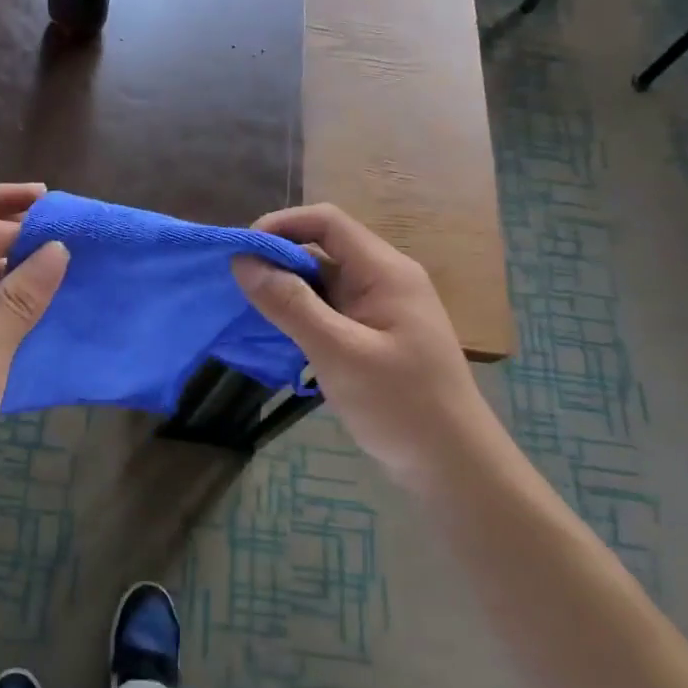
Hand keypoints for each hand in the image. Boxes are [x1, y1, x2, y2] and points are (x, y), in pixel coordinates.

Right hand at [232, 203, 496, 489]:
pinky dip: (299, 314)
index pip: (326, 222)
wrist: (453, 465)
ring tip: (246, 309)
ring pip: (322, 282)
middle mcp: (383, 280)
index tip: (241, 251)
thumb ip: (290, 305)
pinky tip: (275, 334)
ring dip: (285, 290)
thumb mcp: (339, 352)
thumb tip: (244, 262)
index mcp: (384, 271)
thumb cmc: (401, 404)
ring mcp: (379, 309)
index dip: (280, 226)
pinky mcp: (373, 336)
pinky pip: (329, 310)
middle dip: (277, 259)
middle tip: (235, 285)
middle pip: (322, 249)